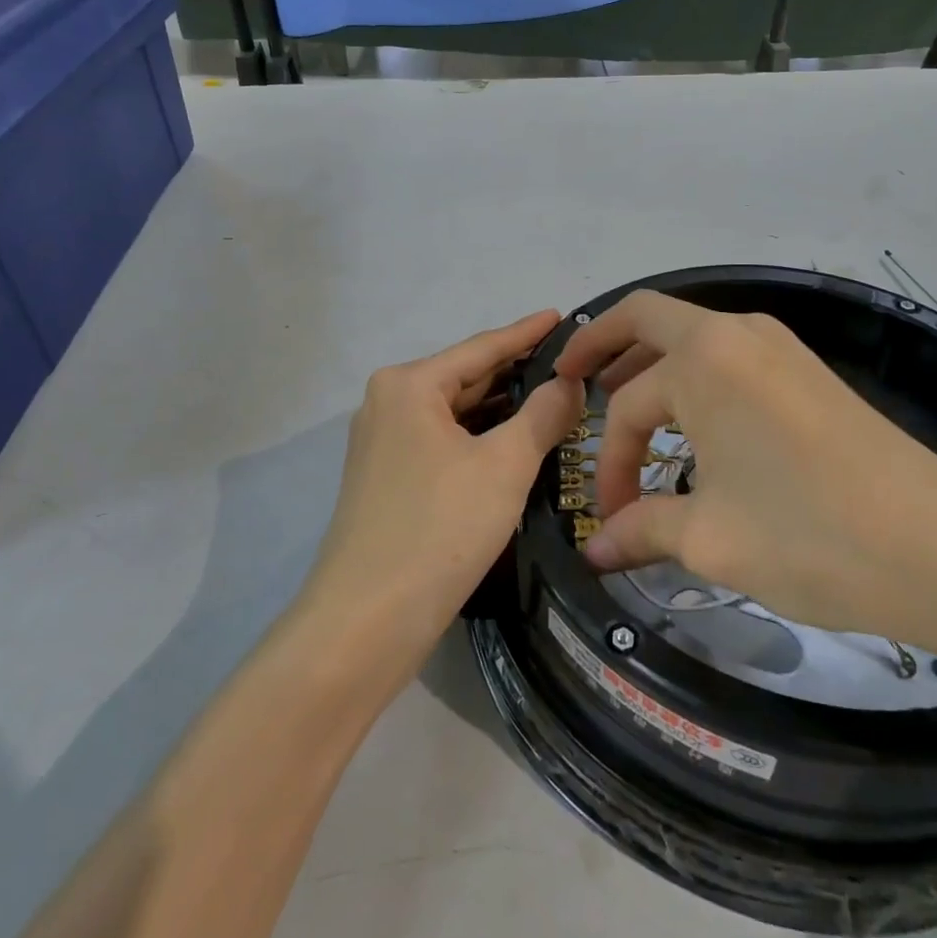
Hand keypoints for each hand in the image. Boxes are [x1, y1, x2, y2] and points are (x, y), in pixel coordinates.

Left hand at [302, 312, 583, 666]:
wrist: (365, 622)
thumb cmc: (440, 528)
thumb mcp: (504, 465)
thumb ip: (543, 414)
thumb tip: (569, 381)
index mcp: (409, 384)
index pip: (482, 347)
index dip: (527, 332)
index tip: (562, 315)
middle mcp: (388, 402)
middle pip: (466, 377)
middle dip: (517, 374)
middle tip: (570, 365)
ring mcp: (382, 442)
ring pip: (455, 413)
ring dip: (502, 410)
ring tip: (554, 399)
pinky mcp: (387, 478)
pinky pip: (443, 441)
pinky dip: (480, 438)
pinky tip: (515, 442)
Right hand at [556, 293, 936, 662]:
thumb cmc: (811, 536)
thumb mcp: (712, 539)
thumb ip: (642, 531)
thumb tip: (594, 551)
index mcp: (703, 359)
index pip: (629, 405)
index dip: (610, 463)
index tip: (610, 517)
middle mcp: (737, 332)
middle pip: (647, 320)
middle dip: (602, 346)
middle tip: (571, 381)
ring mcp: (779, 346)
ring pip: (691, 339)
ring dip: (651, 366)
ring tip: (628, 409)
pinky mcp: (808, 371)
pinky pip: (729, 359)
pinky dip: (695, 379)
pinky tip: (694, 425)